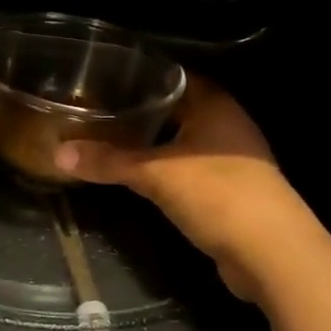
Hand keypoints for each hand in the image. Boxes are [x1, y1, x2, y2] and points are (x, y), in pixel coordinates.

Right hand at [53, 79, 305, 301]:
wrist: (272, 254)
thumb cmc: (217, 194)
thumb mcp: (155, 174)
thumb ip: (108, 161)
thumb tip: (58, 153)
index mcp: (214, 104)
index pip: (172, 77)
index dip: (141, 77)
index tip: (104, 79)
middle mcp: (227, 123)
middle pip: (177, 109)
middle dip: (141, 112)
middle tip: (99, 111)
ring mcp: (233, 158)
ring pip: (184, 141)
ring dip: (154, 144)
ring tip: (111, 141)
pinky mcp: (232, 191)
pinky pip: (191, 170)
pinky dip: (168, 170)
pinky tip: (141, 177)